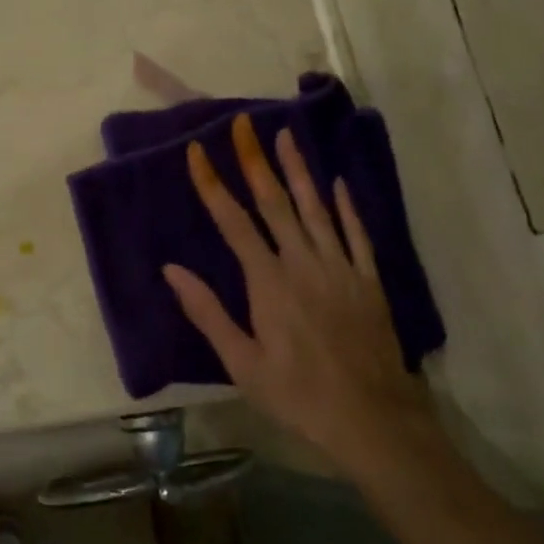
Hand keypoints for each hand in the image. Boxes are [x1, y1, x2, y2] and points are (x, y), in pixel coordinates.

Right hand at [163, 114, 432, 468]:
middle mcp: (303, 263)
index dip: (213, 184)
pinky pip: (356, 234)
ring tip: (286, 135)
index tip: (198, 151)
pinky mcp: (368, 280)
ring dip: (299, 170)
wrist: (372, 420)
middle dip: (256, 160)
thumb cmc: (297, 395)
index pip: (233, 221)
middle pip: (275, 202)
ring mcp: (340, 268)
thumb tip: (171, 269)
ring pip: (316, 208)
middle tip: (244, 124)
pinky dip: (345, 207)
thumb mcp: (241, 363)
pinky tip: (336, 183)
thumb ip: (207, 312)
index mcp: (268, 283)